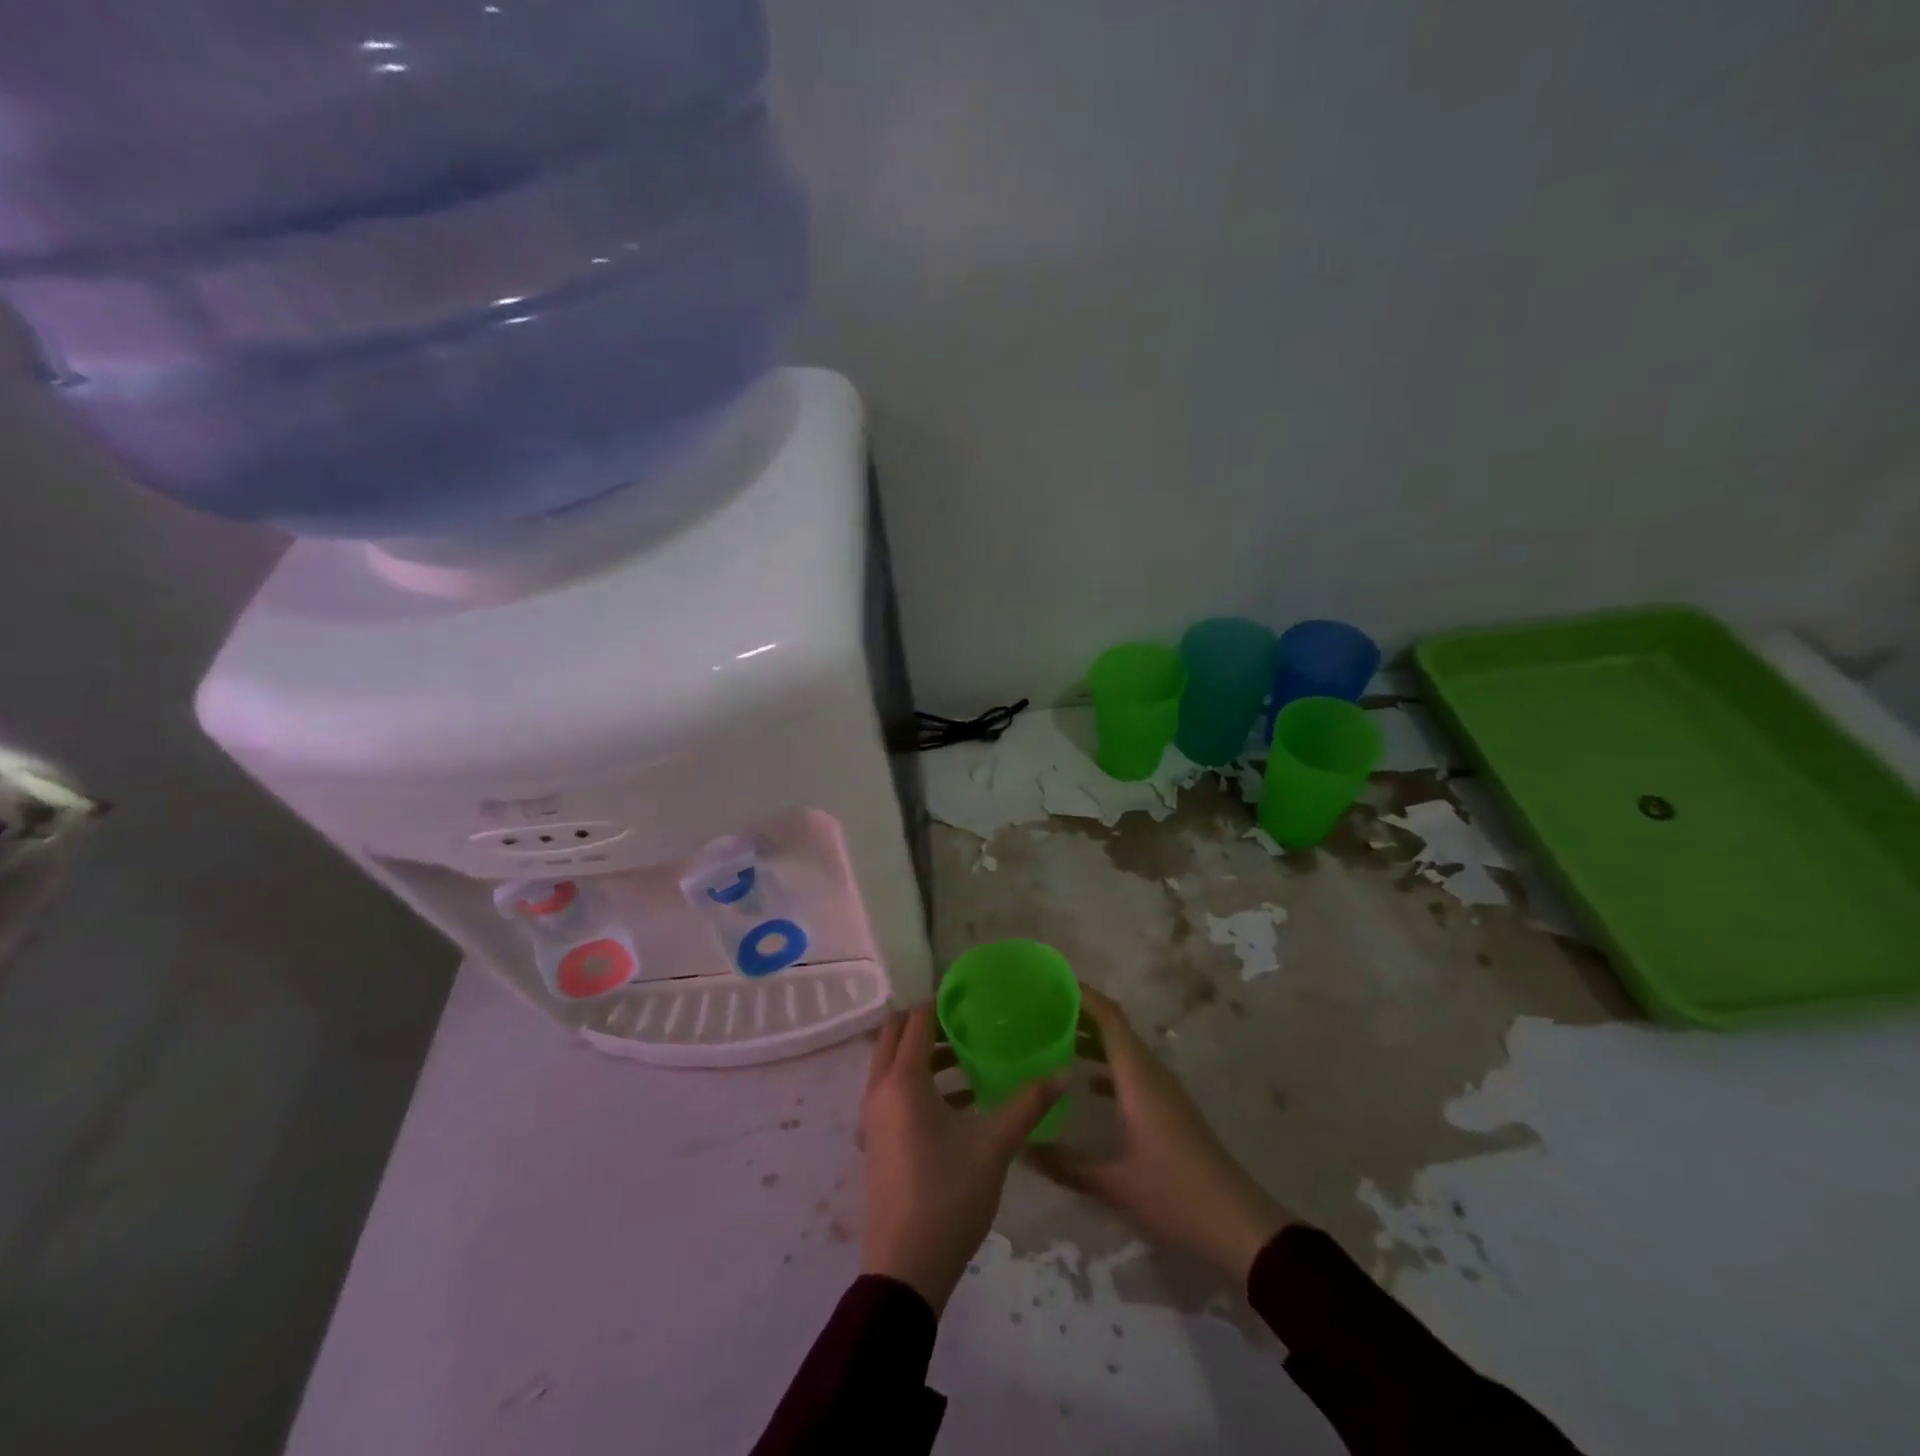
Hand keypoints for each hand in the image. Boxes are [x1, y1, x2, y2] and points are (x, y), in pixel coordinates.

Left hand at [859, 1004, 1064, 1312]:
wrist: (905, 1269)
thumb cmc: (948, 1196)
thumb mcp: (994, 1146)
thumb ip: (1029, 1104)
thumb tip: (1065, 1072)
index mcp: (902, 1080)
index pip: (916, 1019)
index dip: (940, 1001)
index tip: (971, 995)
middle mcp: (879, 1089)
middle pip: (894, 1034)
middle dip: (926, 1022)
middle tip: (966, 1022)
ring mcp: (873, 1116)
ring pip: (891, 1063)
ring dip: (922, 1052)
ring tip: (967, 1057)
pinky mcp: (876, 1139)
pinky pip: (892, 1089)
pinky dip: (916, 1080)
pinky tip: (958, 1099)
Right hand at [1032, 985, 1293, 1283]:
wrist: (1241, 1229)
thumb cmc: (1176, 1197)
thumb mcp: (1115, 1185)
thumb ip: (1067, 1166)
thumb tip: (1022, 1149)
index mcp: (1139, 1079)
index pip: (1110, 1019)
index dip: (1083, 995)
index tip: (1050, 983)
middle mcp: (1153, 1075)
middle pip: (1116, 1029)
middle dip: (1081, 1015)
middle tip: (1041, 1012)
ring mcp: (1166, 1093)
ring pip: (1126, 1051)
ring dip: (1094, 1040)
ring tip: (1054, 1040)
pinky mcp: (1172, 1112)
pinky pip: (1135, 1072)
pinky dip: (1109, 1067)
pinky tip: (1086, 1084)